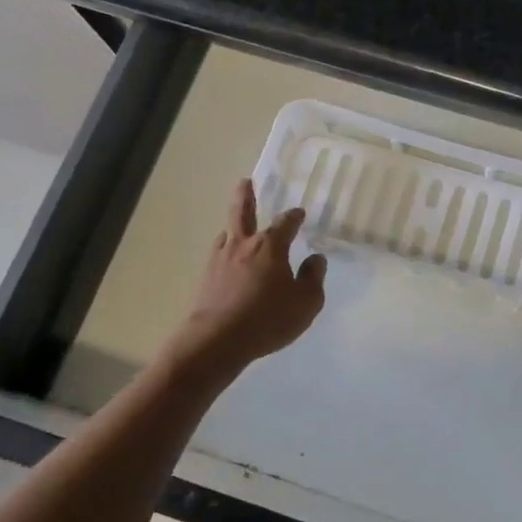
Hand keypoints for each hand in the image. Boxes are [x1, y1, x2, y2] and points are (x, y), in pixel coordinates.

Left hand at [169, 180, 326, 372]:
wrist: (217, 340)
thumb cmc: (268, 319)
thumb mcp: (306, 302)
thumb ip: (313, 278)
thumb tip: (315, 259)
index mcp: (270, 246)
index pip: (285, 222)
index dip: (294, 216)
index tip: (299, 213)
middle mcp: (243, 245)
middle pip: (242, 212)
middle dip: (245, 196)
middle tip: (245, 182)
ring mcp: (220, 260)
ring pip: (226, 234)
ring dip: (232, 228)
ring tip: (235, 228)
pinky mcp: (205, 279)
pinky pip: (218, 257)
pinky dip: (225, 254)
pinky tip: (227, 262)